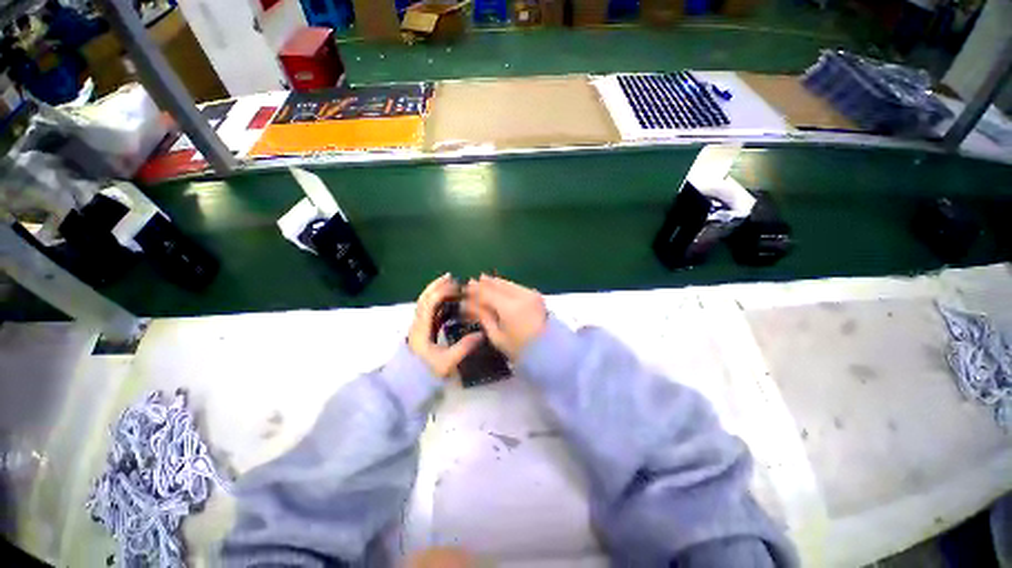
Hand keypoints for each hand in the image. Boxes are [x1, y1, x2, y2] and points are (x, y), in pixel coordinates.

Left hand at [408, 274, 482, 377]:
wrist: (406, 386)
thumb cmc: (425, 374)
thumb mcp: (446, 362)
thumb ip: (464, 347)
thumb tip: (482, 334)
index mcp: (421, 328)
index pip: (430, 303)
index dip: (442, 291)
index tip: (457, 286)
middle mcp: (417, 324)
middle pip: (424, 299)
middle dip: (437, 286)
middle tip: (451, 277)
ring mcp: (418, 327)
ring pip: (425, 304)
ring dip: (436, 292)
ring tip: (450, 286)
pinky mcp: (421, 332)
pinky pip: (429, 312)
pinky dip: (438, 303)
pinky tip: (448, 304)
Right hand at [464, 274, 547, 359]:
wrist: (549, 351)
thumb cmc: (519, 349)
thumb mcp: (497, 336)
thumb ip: (483, 317)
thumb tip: (469, 304)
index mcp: (509, 307)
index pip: (486, 293)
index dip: (473, 292)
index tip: (462, 291)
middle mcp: (520, 295)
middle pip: (497, 284)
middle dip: (482, 283)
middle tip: (469, 283)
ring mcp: (530, 293)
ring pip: (507, 283)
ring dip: (493, 282)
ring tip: (481, 281)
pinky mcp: (535, 295)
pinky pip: (515, 286)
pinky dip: (504, 286)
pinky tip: (497, 287)